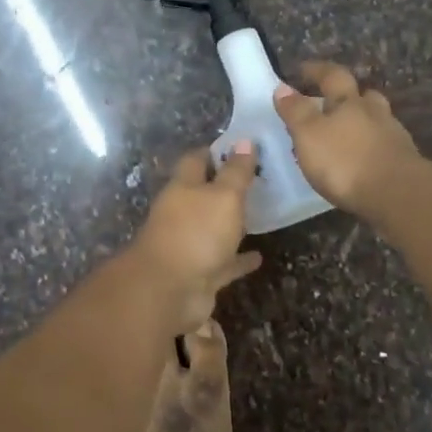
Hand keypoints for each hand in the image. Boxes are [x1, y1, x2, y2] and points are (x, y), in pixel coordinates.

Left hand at [130, 143, 264, 332]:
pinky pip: (223, 263)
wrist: (169, 291)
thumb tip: (244, 140)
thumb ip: (236, 172)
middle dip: (226, 188)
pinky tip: (258, 257)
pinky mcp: (199, 274)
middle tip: (258, 181)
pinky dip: (239, 260)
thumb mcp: (223, 196)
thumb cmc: (196, 233)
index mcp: (183, 188)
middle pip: (204, 195)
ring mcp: (189, 245)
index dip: (216, 152)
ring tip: (262, 215)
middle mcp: (182, 214)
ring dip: (232, 224)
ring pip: (213, 229)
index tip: (242, 147)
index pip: (196, 160)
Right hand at [274, 60, 422, 220]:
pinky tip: (364, 160)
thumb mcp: (309, 135)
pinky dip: (372, 147)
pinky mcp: (404, 161)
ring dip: (363, 123)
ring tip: (347, 135)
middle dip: (348, 95)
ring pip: (377, 120)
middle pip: (363, 96)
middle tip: (333, 102)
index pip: (332, 77)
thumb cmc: (345, 161)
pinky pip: (384, 145)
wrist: (396, 193)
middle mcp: (374, 113)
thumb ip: (296, 112)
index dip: (316, 71)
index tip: (303, 69)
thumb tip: (283, 88)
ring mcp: (393, 136)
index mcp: (349, 102)